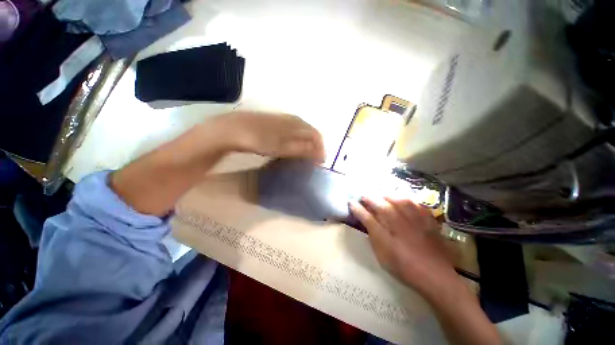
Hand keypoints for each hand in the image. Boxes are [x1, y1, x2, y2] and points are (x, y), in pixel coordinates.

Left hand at [210, 111, 325, 162]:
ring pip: (301, 131)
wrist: (234, 129)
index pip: (316, 135)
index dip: (320, 148)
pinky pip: (291, 131)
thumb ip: (303, 149)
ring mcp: (282, 120)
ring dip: (306, 143)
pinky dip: (296, 140)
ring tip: (305, 155)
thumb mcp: (283, 147)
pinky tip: (291, 146)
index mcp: (297, 124)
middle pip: (310, 132)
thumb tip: (320, 154)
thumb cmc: (260, 139)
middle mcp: (292, 119)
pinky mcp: (274, 122)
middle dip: (314, 146)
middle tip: (313, 160)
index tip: (320, 162)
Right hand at [349, 196, 457, 296]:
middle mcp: (398, 223)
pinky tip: (403, 197)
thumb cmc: (404, 267)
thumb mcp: (383, 255)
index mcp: (386, 234)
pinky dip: (407, 198)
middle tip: (364, 195)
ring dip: (387, 194)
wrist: (435, 276)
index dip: (357, 208)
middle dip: (369, 198)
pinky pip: (416, 203)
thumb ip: (373, 236)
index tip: (350, 202)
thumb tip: (365, 221)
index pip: (367, 216)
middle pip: (381, 204)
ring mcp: (414, 220)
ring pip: (397, 199)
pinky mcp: (427, 220)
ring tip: (381, 192)